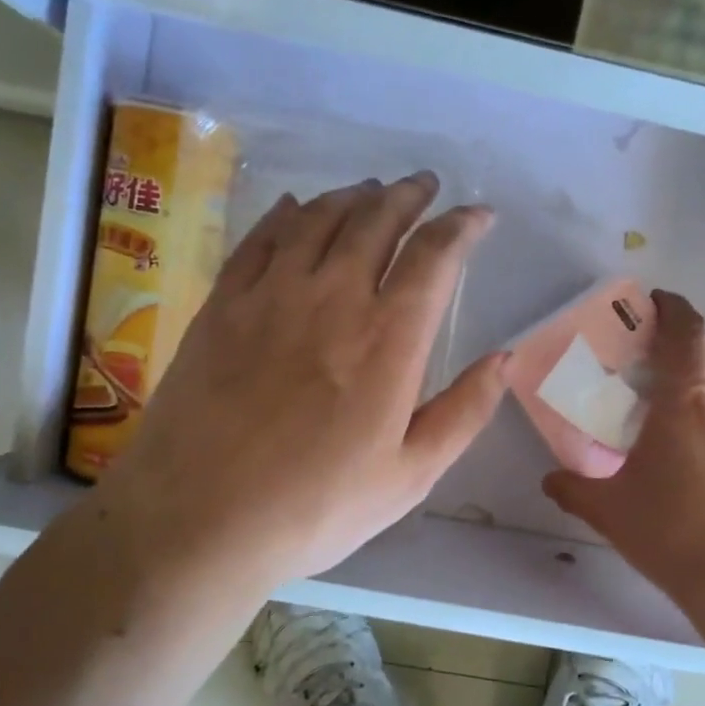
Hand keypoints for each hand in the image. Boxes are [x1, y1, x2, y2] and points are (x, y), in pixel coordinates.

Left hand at [107, 172, 506, 587]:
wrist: (199, 519)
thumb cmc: (316, 507)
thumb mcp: (410, 475)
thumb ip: (465, 412)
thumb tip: (506, 358)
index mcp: (388, 338)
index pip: (435, 256)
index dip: (463, 226)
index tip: (479, 215)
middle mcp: (332, 297)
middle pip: (376, 220)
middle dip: (408, 195)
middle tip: (424, 186)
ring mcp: (270, 295)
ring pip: (319, 218)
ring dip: (353, 197)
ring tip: (370, 191)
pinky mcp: (222, 305)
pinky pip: (260, 238)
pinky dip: (285, 214)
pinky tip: (295, 207)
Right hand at [542, 290, 704, 609]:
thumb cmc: (668, 530)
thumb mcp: (607, 509)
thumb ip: (573, 488)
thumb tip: (550, 480)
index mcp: (683, 403)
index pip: (686, 334)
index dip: (674, 309)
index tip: (658, 302)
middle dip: (695, 342)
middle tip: (668, 358)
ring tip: (697, 398)